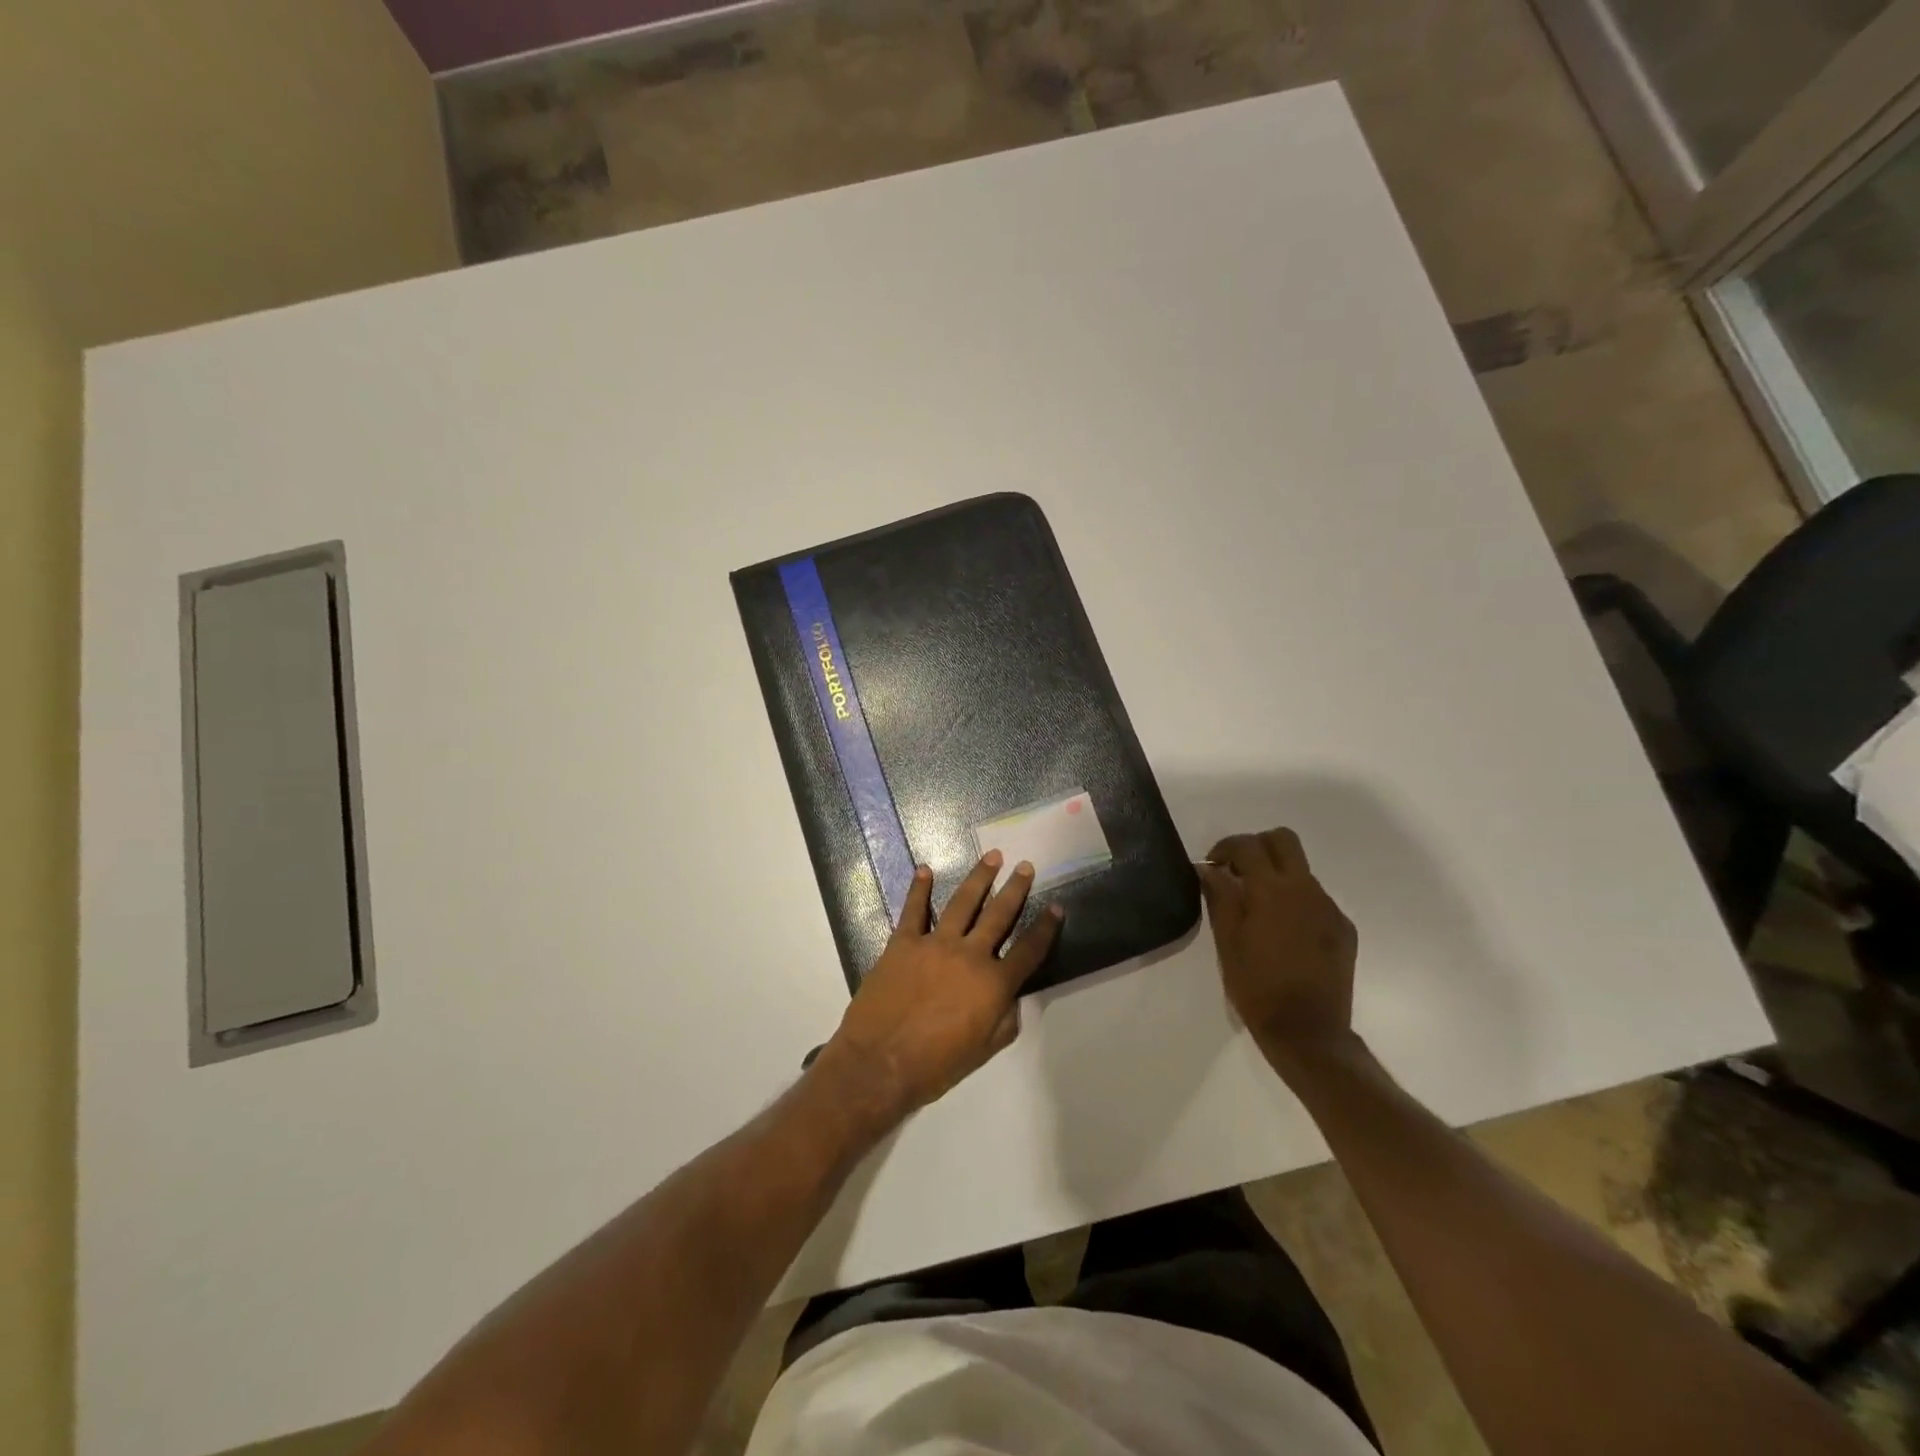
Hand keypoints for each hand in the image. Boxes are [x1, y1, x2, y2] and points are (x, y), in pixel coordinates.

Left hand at [820, 852, 1062, 1124]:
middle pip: (999, 915)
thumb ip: (1004, 1019)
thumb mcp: (984, 1050)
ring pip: (962, 902)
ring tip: (992, 857)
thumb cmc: (936, 1065)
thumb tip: (1010, 997)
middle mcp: (969, 955)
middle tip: (1026, 866)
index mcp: (994, 984)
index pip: (1029, 950)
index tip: (1057, 906)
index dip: (1046, 928)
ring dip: (979, 877)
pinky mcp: (903, 942)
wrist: (880, 1063)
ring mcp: (935, 944)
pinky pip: (913, 910)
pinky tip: (924, 870)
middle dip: (1015, 889)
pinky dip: (918, 889)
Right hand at [1199, 828, 1356, 1070]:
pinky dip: (1296, 903)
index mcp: (1272, 890)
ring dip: (1277, 877)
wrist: (1308, 1032)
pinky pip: (1316, 900)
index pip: (1248, 845)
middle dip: (1258, 847)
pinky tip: (1284, 934)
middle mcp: (1305, 889)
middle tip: (1238, 873)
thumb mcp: (1226, 941)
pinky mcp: (1343, 929)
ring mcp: (1329, 908)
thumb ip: (1219, 897)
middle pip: (1284, 840)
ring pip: (1301, 871)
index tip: (1213, 865)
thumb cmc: (1256, 986)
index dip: (1225, 848)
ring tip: (1259, 910)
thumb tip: (1209, 869)